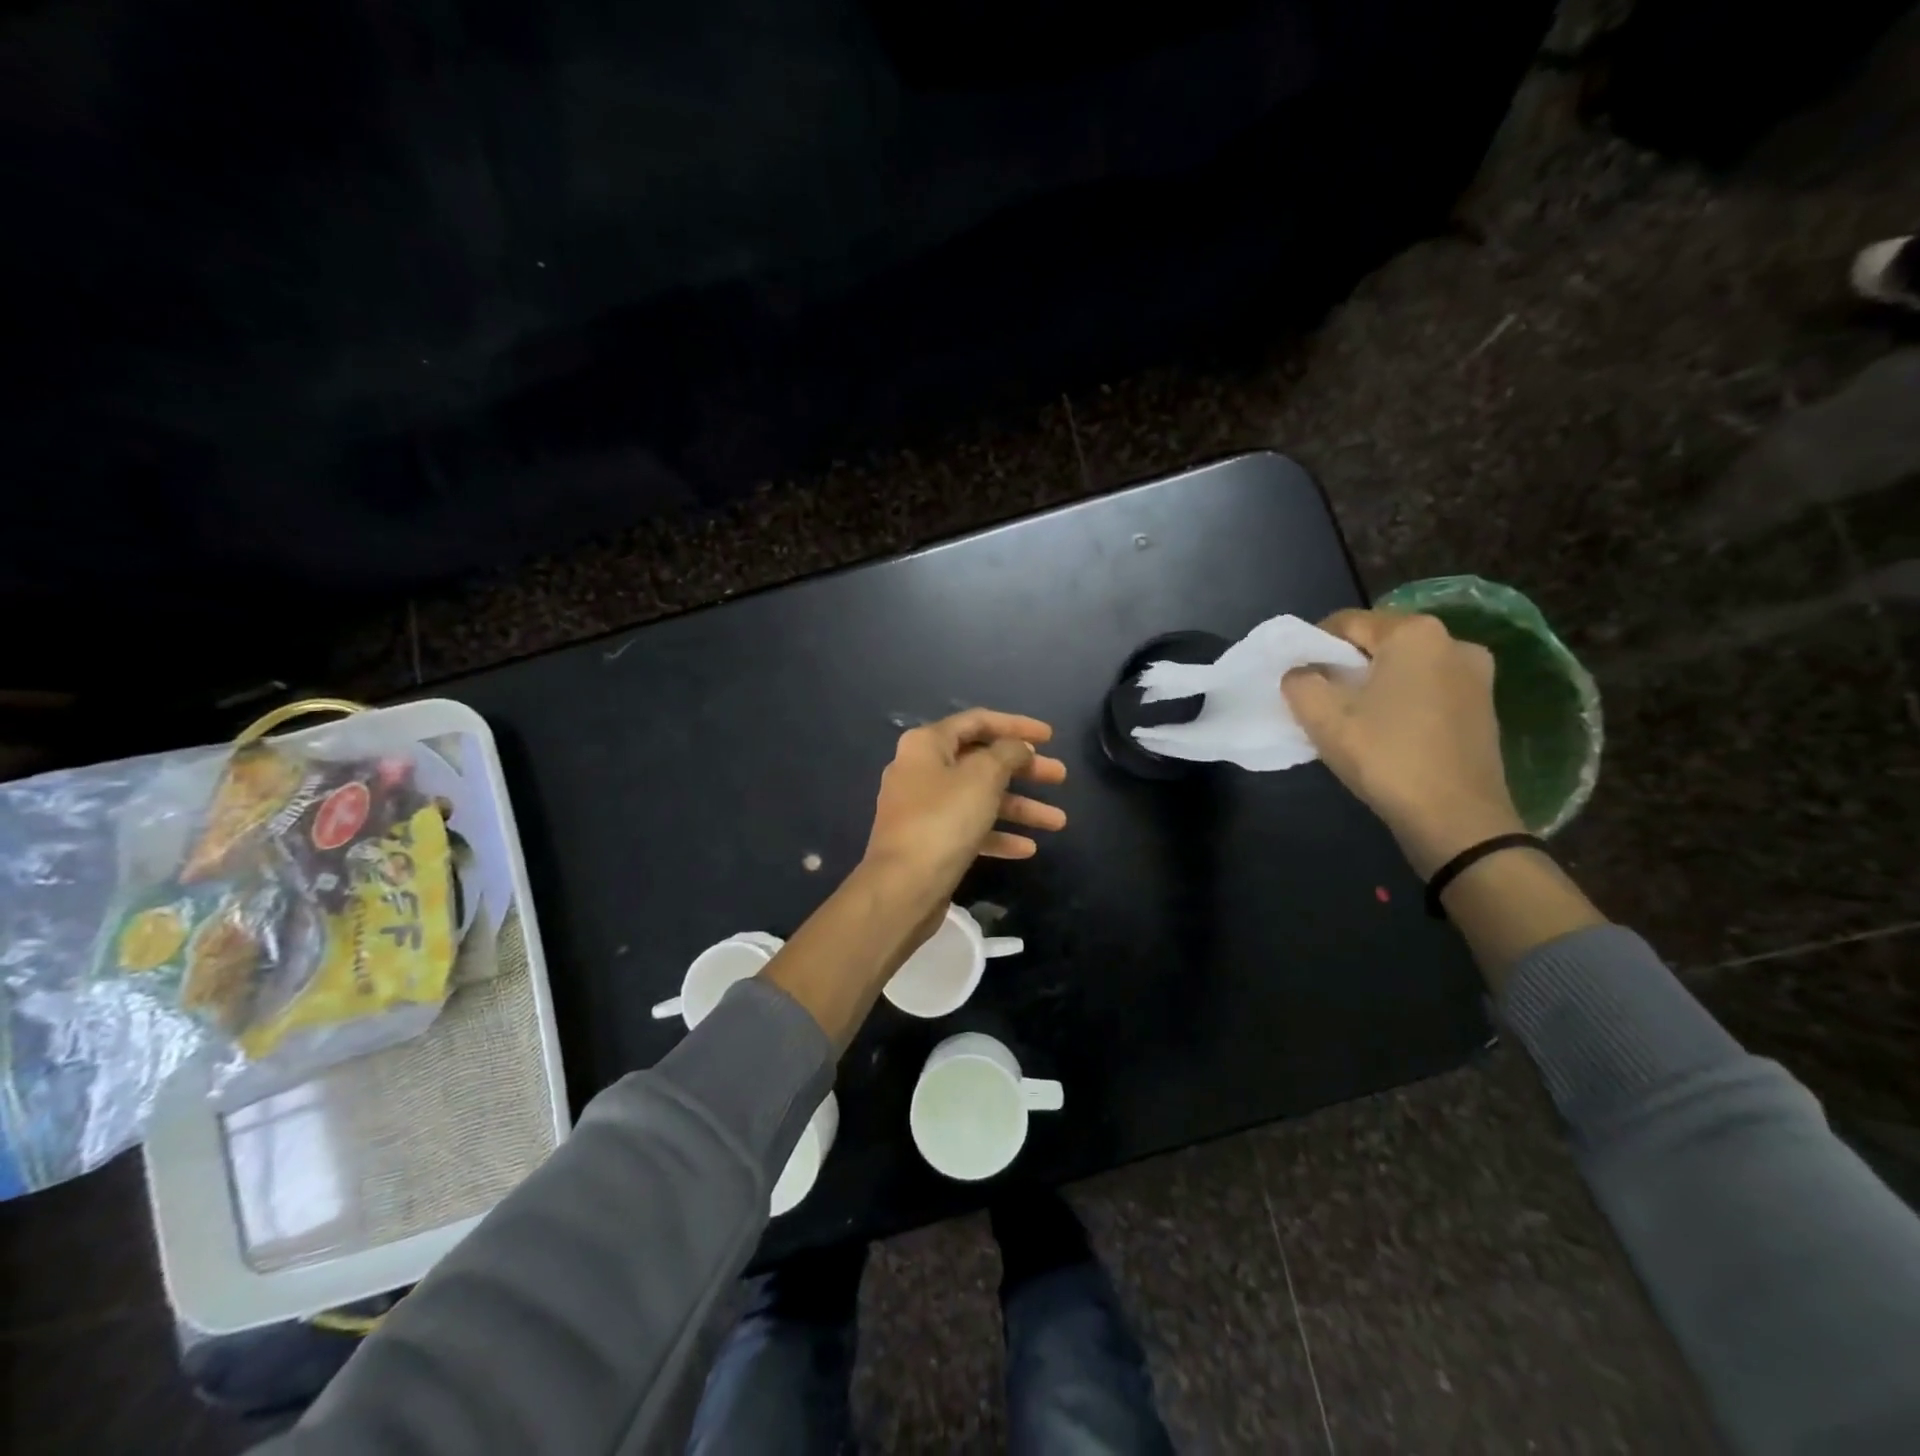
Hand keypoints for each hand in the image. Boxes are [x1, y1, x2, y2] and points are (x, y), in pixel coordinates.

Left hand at [863, 709, 1067, 911]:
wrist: (902, 887)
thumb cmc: (943, 820)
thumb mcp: (983, 777)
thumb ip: (1007, 754)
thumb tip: (1018, 748)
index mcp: (927, 744)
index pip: (978, 721)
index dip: (1016, 725)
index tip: (1050, 737)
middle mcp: (921, 770)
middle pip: (981, 761)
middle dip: (1024, 770)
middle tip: (1060, 777)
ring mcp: (923, 808)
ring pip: (979, 798)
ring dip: (1019, 807)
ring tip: (1058, 822)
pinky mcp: (929, 841)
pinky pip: (969, 828)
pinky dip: (998, 834)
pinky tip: (1027, 849)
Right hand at [1282, 610, 1523, 877]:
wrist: (1457, 820)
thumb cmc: (1386, 758)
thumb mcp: (1323, 719)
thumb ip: (1300, 682)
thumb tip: (1301, 673)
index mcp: (1415, 633)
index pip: (1347, 623)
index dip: (1313, 646)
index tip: (1297, 678)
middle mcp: (1453, 642)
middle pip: (1379, 643)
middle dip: (1346, 666)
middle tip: (1322, 700)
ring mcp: (1477, 675)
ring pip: (1405, 667)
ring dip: (1375, 685)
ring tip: (1353, 719)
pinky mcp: (1485, 706)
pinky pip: (1429, 689)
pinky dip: (1402, 701)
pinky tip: (1387, 732)